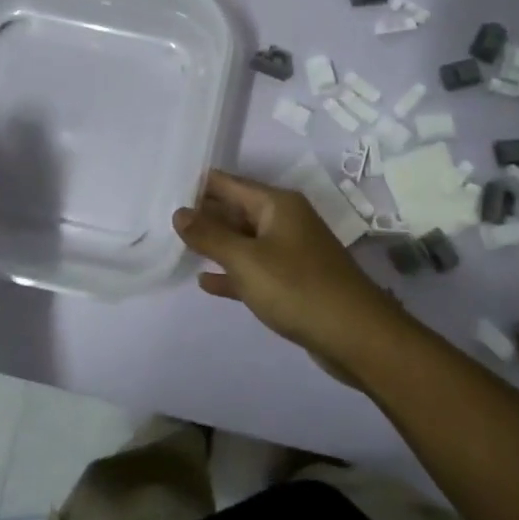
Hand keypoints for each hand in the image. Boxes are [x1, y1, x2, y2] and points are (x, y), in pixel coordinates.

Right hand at [173, 170, 407, 376]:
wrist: (356, 336)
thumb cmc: (297, 288)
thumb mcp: (246, 260)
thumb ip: (210, 235)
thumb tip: (179, 212)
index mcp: (276, 204)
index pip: (229, 183)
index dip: (198, 185)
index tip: (165, 189)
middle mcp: (284, 220)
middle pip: (236, 209)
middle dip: (203, 214)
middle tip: (163, 219)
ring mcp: (290, 251)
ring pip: (244, 240)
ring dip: (215, 243)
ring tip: (177, 246)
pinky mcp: (292, 281)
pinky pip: (254, 268)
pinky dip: (231, 272)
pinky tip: (205, 282)